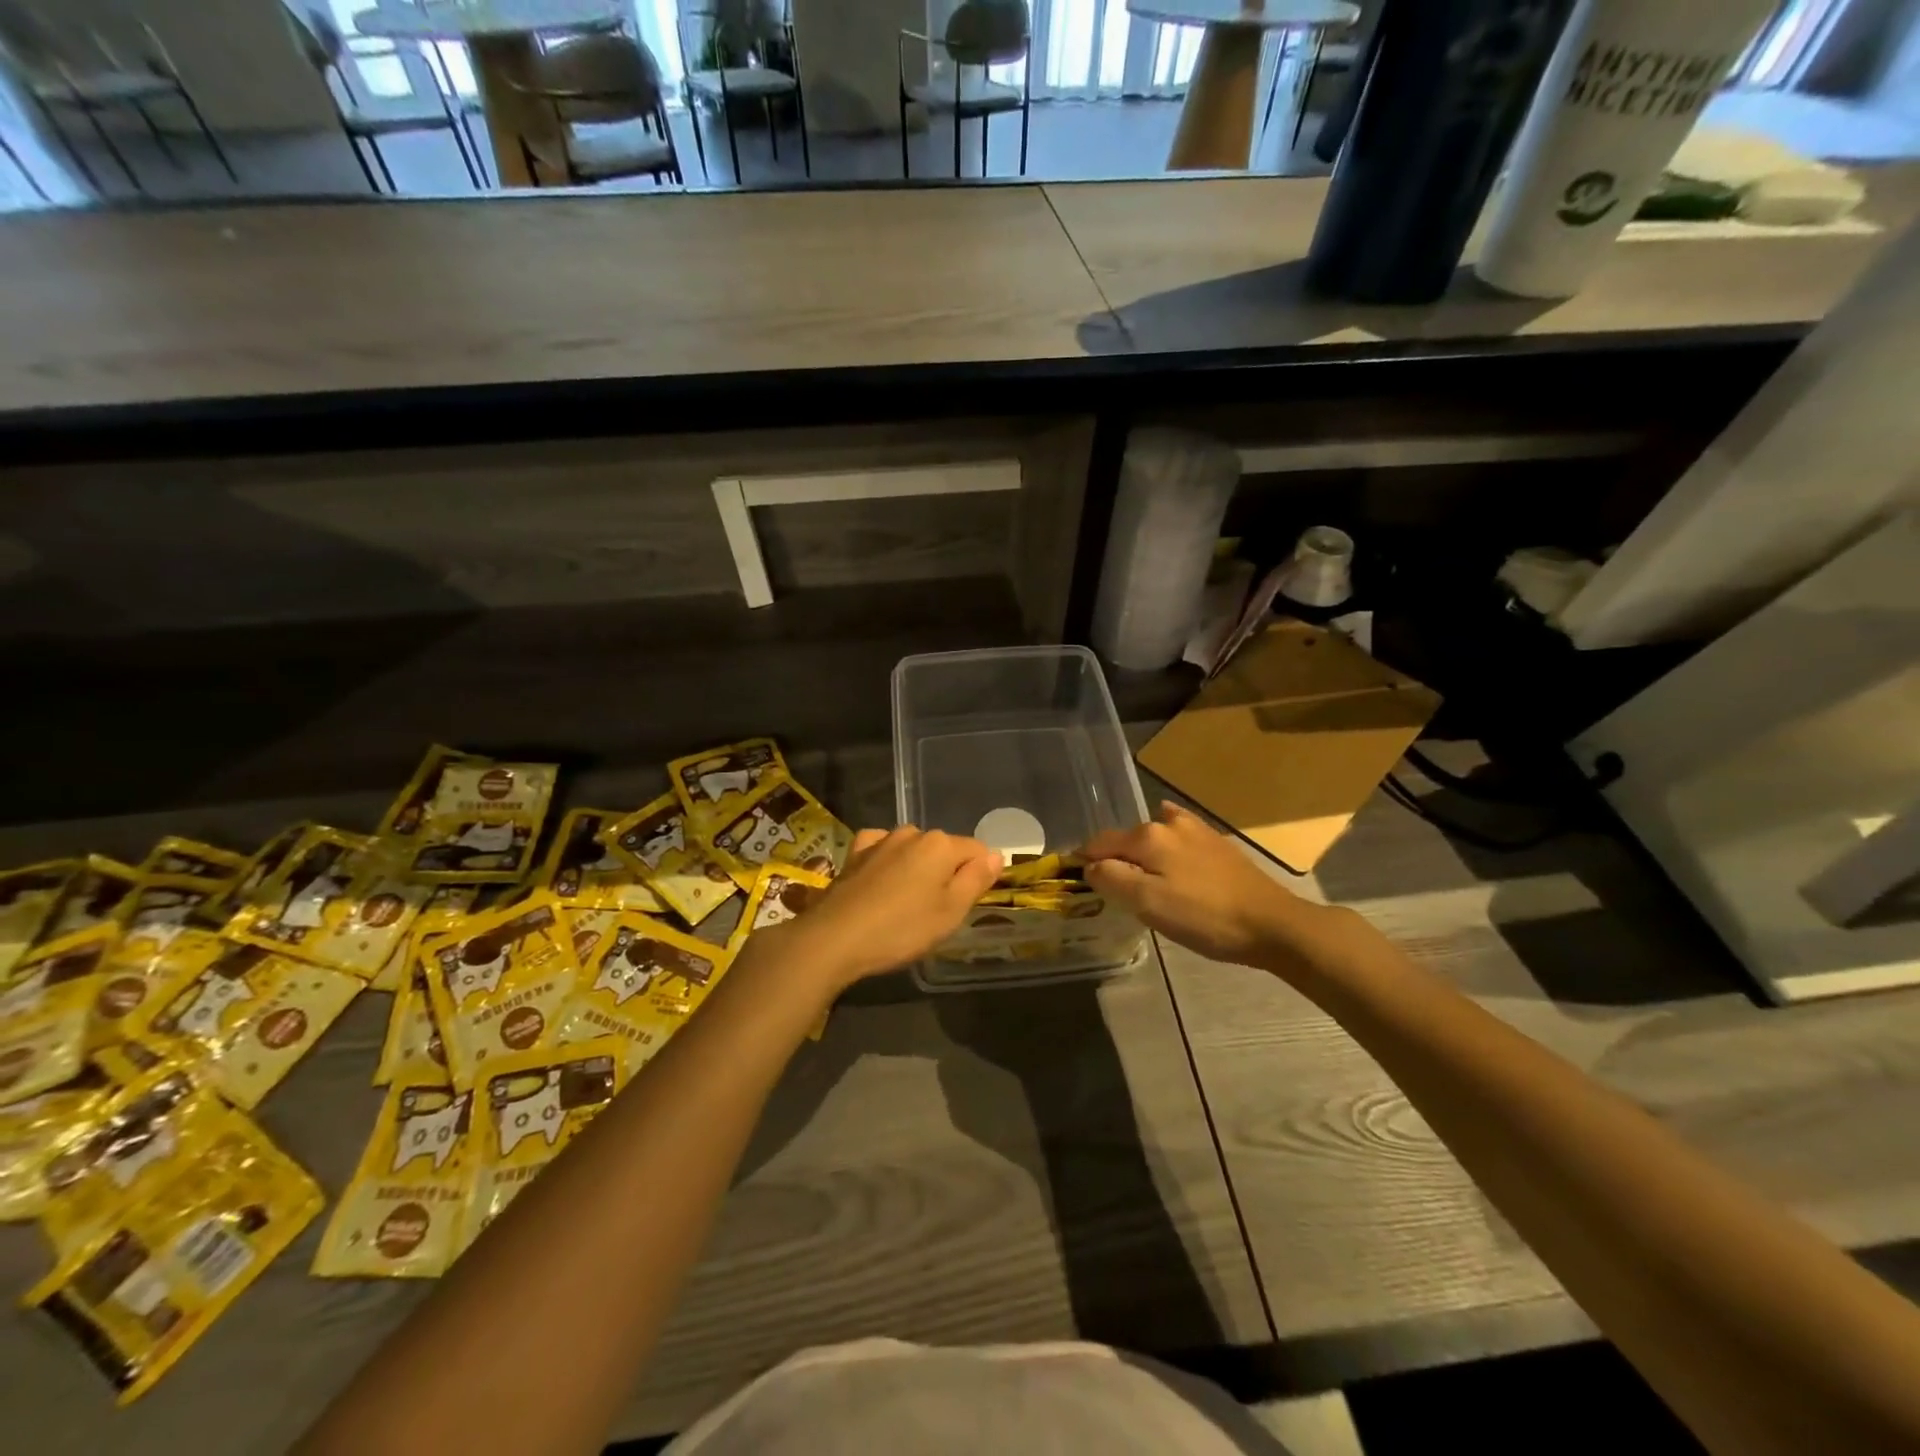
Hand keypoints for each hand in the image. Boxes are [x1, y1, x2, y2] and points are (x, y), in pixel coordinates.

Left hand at [771, 827, 1000, 987]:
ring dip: (916, 869)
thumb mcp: (950, 912)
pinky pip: (883, 850)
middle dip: (947, 873)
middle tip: (936, 912)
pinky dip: (888, 862)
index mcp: (940, 844)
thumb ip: (976, 880)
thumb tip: (996, 855)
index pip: (978, 851)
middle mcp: (912, 833)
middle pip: (944, 849)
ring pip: (913, 850)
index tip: (968, 904)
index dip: (980, 876)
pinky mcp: (855, 853)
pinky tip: (882, 881)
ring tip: (906, 903)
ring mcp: (880, 840)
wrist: (834, 937)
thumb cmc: (901, 928)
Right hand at [1084, 801, 1332, 969]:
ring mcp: (1195, 829)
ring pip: (1151, 837)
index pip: (1099, 844)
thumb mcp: (1148, 904)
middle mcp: (1168, 823)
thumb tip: (1089, 866)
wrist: (1272, 923)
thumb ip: (1112, 879)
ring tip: (1140, 880)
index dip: (1084, 863)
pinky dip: (1165, 841)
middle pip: (1125, 839)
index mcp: (1147, 837)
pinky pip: (1178, 834)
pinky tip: (1169, 850)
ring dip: (1139, 853)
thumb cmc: (1204, 918)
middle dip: (1112, 859)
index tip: (1076, 883)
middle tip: (1110, 891)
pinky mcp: (1216, 842)